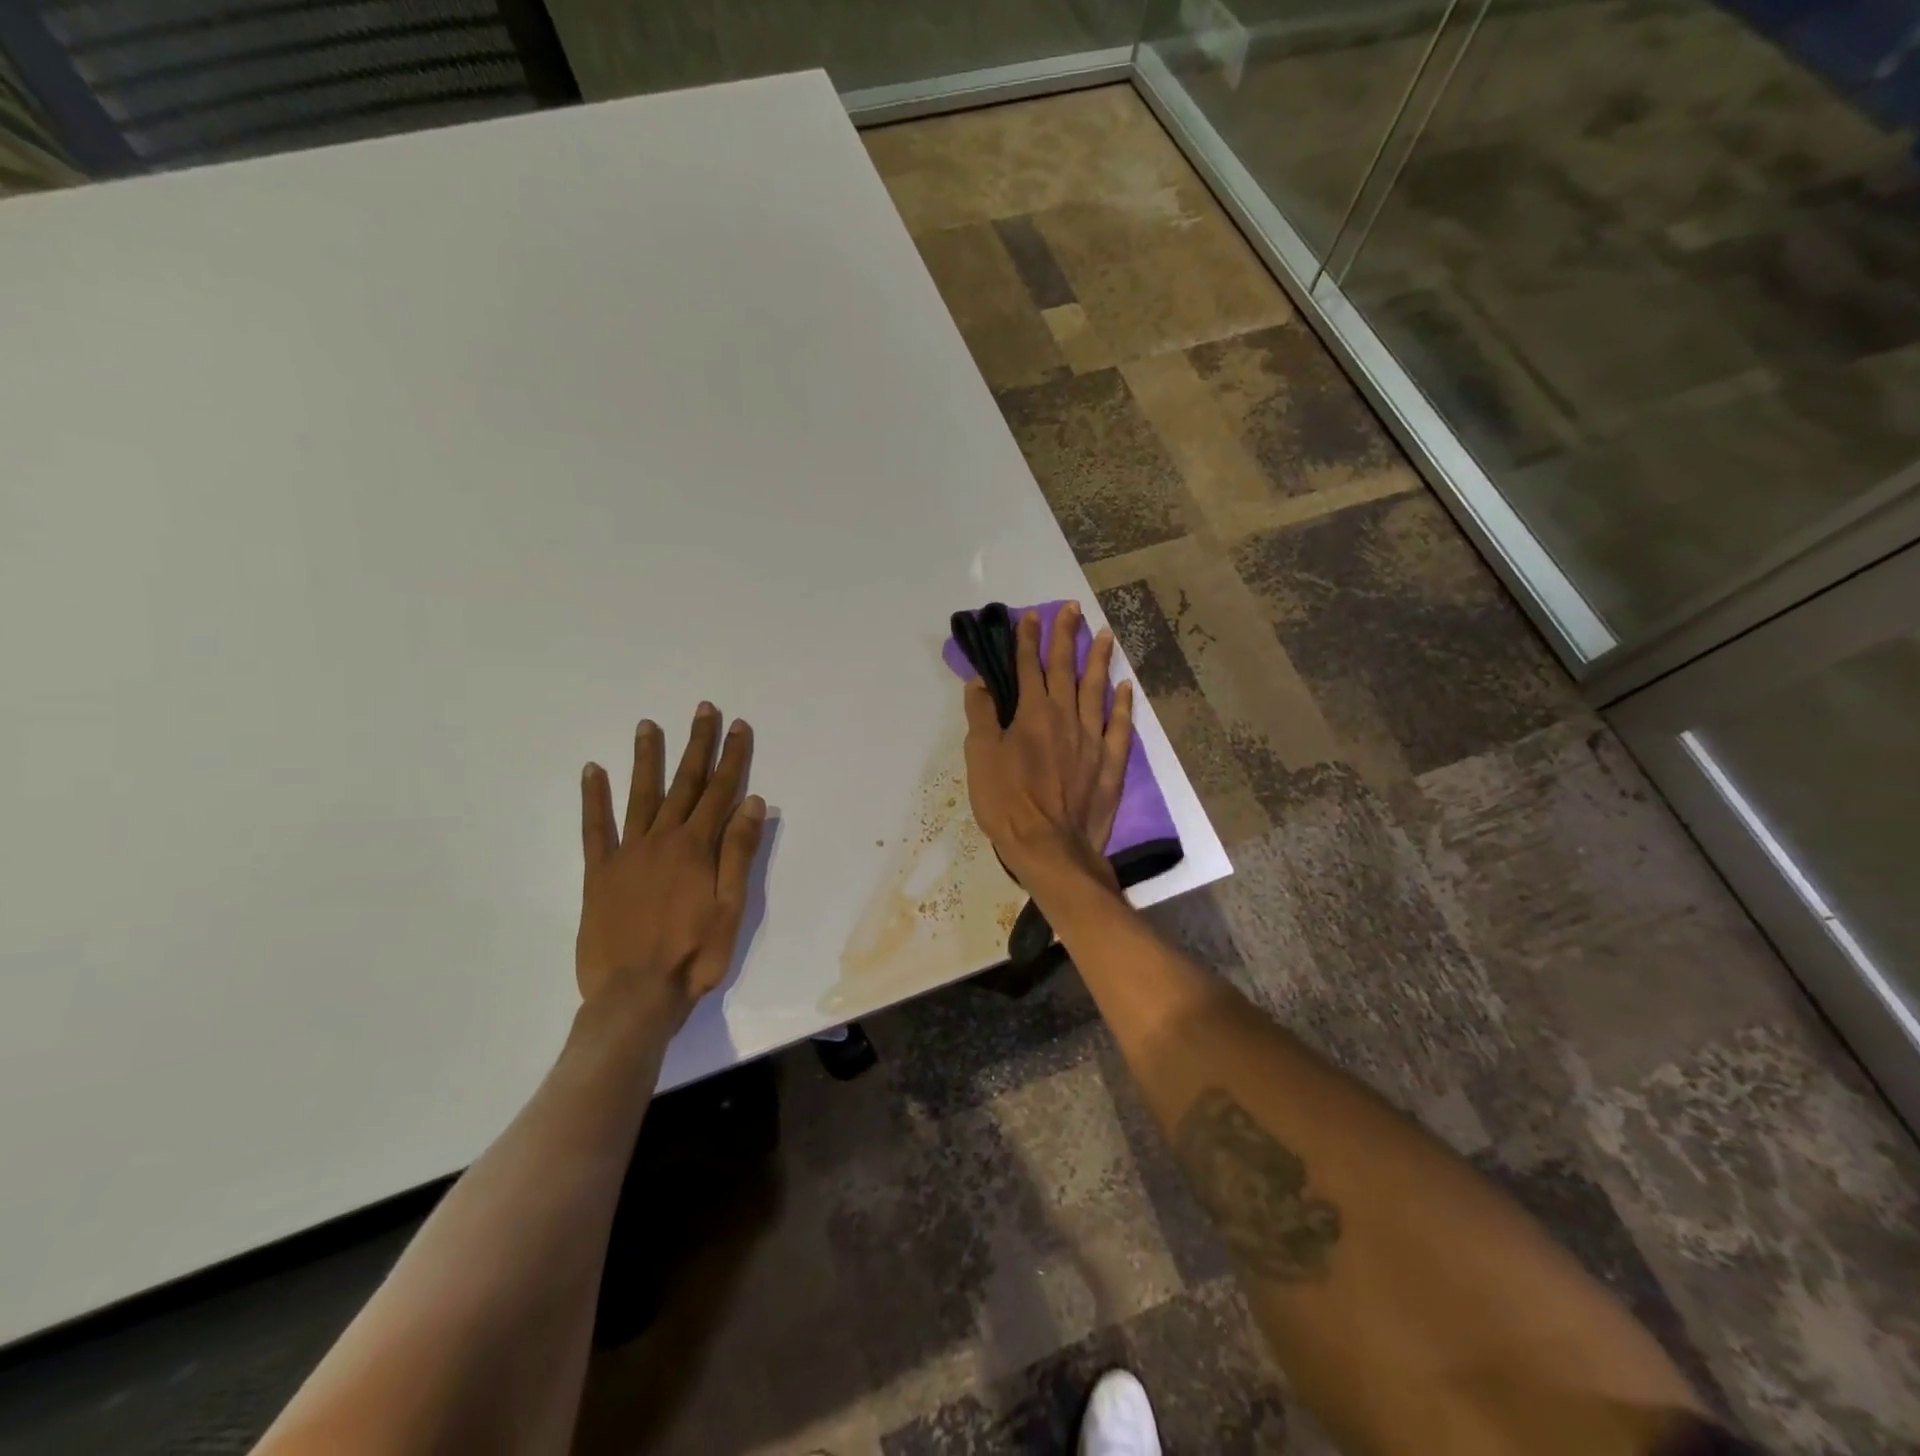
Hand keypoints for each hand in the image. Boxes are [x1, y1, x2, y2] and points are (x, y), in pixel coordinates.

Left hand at [576, 704, 765, 1031]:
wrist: (634, 996)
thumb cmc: (694, 955)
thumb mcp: (731, 907)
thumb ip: (739, 853)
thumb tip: (751, 802)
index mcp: (696, 848)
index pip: (720, 792)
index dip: (732, 758)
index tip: (738, 726)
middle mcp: (661, 840)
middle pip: (684, 784)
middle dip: (697, 745)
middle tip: (703, 710)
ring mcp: (626, 854)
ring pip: (639, 795)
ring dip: (646, 758)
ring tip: (648, 725)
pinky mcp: (598, 873)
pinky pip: (594, 828)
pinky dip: (593, 798)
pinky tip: (592, 771)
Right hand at [962, 600, 1133, 891]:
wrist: (1051, 847)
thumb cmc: (1007, 803)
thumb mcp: (980, 758)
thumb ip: (981, 716)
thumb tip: (979, 682)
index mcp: (1032, 713)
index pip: (1027, 667)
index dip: (1027, 640)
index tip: (1030, 615)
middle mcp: (1066, 717)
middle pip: (1066, 669)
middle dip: (1065, 637)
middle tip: (1072, 609)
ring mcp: (1092, 739)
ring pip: (1096, 690)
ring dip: (1099, 661)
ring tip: (1104, 635)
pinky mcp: (1110, 763)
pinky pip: (1119, 726)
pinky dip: (1122, 704)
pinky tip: (1125, 688)